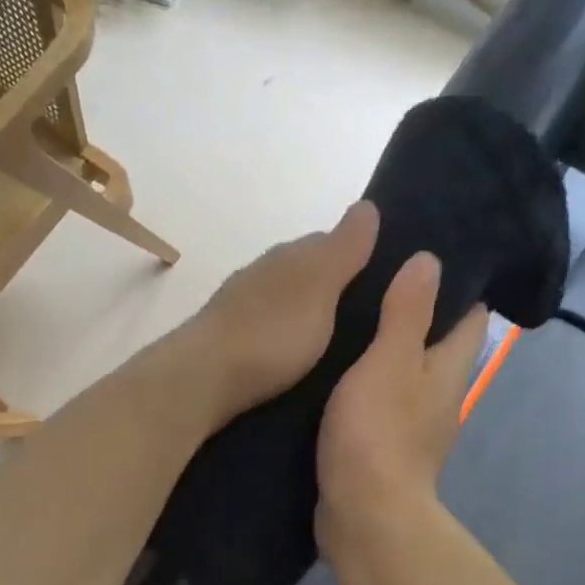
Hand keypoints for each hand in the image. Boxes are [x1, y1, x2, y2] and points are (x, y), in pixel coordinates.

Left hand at [178, 201, 380, 423]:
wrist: (202, 379)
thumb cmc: (270, 332)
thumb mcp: (319, 286)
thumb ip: (343, 250)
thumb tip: (366, 205)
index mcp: (287, 256)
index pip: (327, 242)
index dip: (355, 257)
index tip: (382, 282)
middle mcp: (261, 275)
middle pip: (304, 273)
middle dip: (331, 289)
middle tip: (365, 320)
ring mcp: (240, 309)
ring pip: (284, 303)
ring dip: (306, 316)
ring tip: (335, 345)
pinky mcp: (228, 343)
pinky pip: (267, 331)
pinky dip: (284, 339)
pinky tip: (295, 359)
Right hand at [316, 251, 486, 547]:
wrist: (364, 515)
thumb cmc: (379, 434)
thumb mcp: (389, 362)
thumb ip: (407, 313)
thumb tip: (430, 260)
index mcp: (449, 368)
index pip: (470, 315)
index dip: (455, 284)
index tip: (421, 254)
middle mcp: (439, 394)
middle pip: (436, 342)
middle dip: (413, 311)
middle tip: (371, 277)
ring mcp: (413, 424)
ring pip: (404, 372)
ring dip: (383, 347)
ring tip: (346, 313)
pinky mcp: (383, 446)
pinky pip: (379, 400)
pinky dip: (365, 381)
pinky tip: (333, 367)